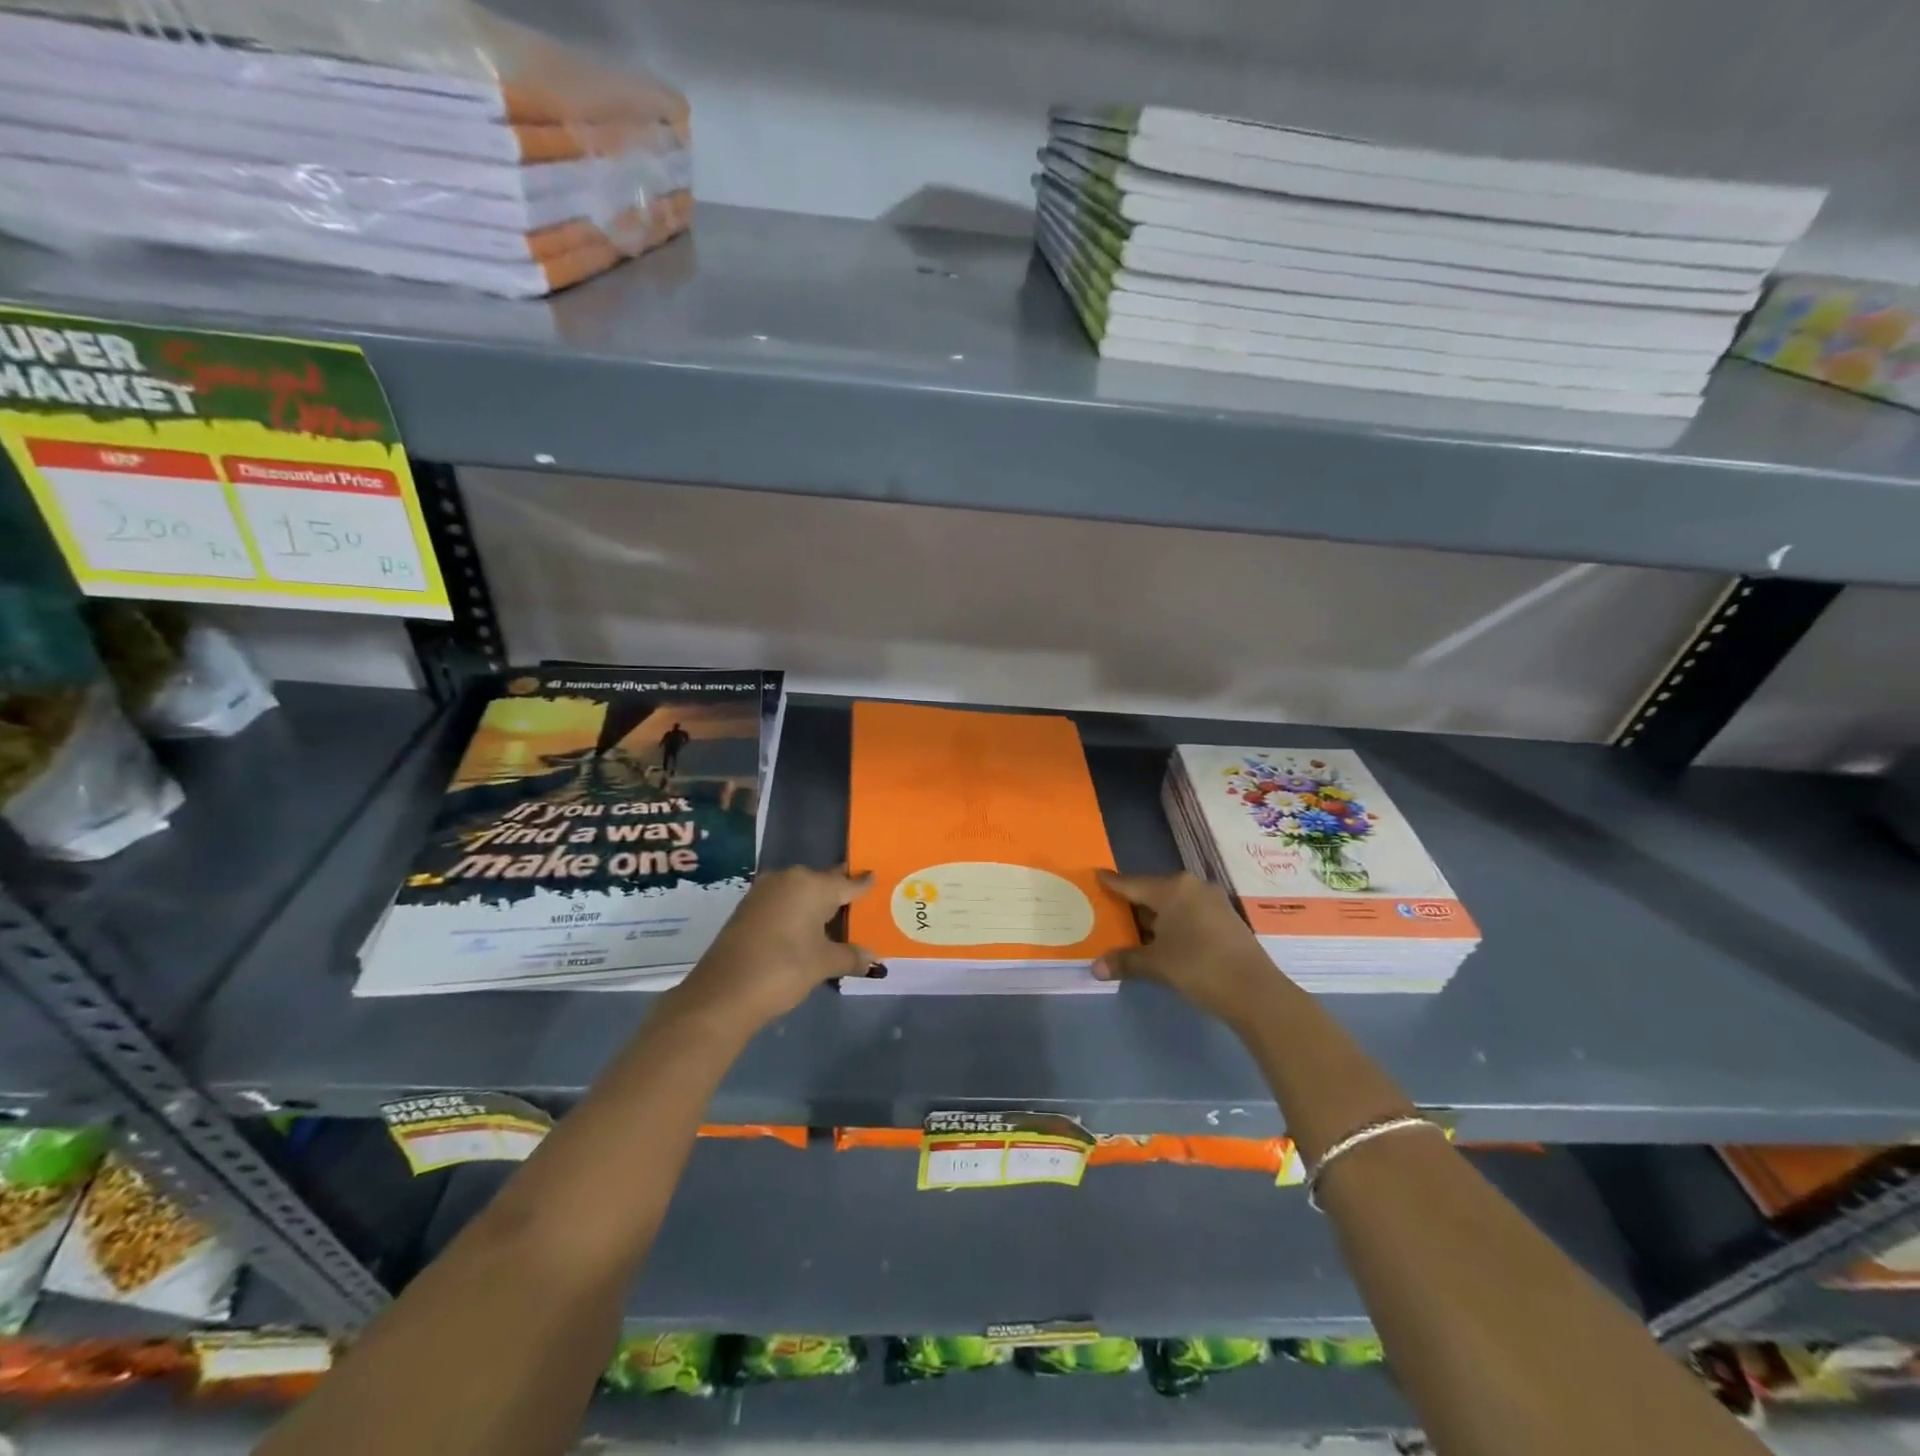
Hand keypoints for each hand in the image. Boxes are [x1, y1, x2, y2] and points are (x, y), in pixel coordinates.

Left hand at [672, 865, 881, 1030]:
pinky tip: (804, 929)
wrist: (723, 993)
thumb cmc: (784, 969)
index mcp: (812, 885)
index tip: (874, 877)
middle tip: (857, 903)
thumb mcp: (824, 963)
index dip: (862, 884)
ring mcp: (763, 892)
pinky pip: (782, 903)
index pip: (846, 883)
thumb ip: (851, 956)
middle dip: (838, 893)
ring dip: (814, 904)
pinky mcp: (747, 908)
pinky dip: (795, 912)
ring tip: (833, 919)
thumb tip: (873, 958)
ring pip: (799, 892)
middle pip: (822, 883)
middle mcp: (788, 879)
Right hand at [1093, 870, 1281, 1027]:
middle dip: (1132, 903)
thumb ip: (1125, 961)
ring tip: (1132, 929)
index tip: (1096, 877)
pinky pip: (1189, 913)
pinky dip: (1173, 924)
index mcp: (1172, 888)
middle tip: (1109, 911)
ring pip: (1172, 904)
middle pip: (1152, 891)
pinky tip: (1164, 940)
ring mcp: (1212, 901)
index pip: (1132, 883)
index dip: (1112, 883)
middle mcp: (1192, 887)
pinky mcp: (1225, 918)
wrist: (1255, 991)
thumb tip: (1094, 968)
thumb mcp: (1156, 964)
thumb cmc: (1198, 967)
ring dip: (1154, 917)